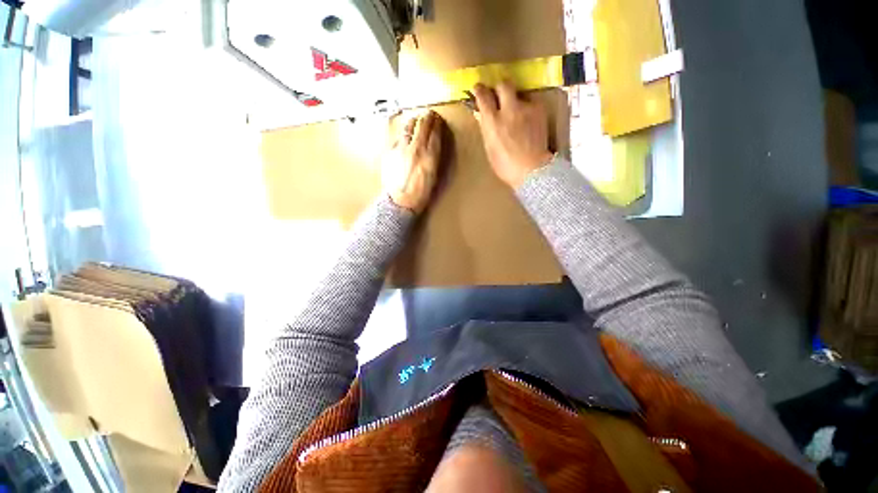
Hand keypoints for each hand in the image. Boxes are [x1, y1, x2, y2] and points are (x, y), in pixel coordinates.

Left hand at [382, 110, 444, 212]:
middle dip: (427, 117)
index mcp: (429, 157)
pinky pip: (397, 136)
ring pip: (408, 126)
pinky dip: (403, 132)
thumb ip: (433, 156)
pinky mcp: (390, 151)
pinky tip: (404, 134)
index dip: (437, 123)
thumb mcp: (433, 175)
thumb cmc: (420, 192)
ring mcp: (401, 148)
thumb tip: (433, 143)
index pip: (435, 132)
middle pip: (422, 125)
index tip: (438, 119)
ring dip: (414, 120)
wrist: (401, 200)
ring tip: (416, 119)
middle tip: (429, 114)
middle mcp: (416, 149)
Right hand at [471, 81, 553, 187]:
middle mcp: (509, 110)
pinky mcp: (540, 110)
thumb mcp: (490, 149)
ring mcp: (526, 108)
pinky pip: (531, 103)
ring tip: (516, 113)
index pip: (483, 96)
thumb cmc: (506, 166)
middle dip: (499, 87)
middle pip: (503, 84)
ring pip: (519, 93)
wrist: (532, 169)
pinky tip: (528, 121)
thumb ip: (487, 129)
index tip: (477, 88)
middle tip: (498, 95)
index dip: (479, 90)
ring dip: (515, 100)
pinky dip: (527, 109)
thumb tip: (483, 117)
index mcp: (493, 122)